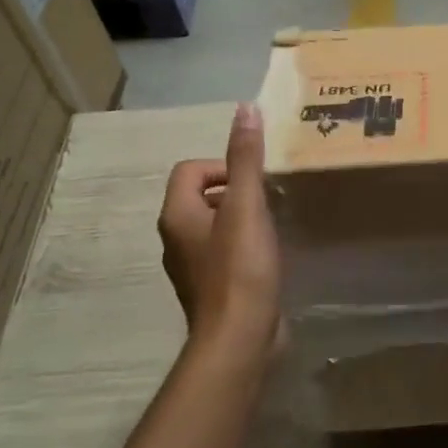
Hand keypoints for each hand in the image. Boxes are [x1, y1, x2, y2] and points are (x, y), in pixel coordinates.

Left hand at [160, 103, 281, 357]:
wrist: (240, 338)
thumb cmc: (240, 267)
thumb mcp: (246, 205)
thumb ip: (246, 158)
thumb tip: (245, 109)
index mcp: (177, 215)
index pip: (190, 170)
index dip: (223, 167)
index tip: (253, 184)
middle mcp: (176, 238)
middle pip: (202, 195)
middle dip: (236, 191)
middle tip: (267, 202)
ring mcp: (192, 266)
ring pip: (215, 224)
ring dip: (242, 218)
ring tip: (272, 226)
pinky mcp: (212, 286)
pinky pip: (224, 251)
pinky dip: (244, 245)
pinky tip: (268, 255)